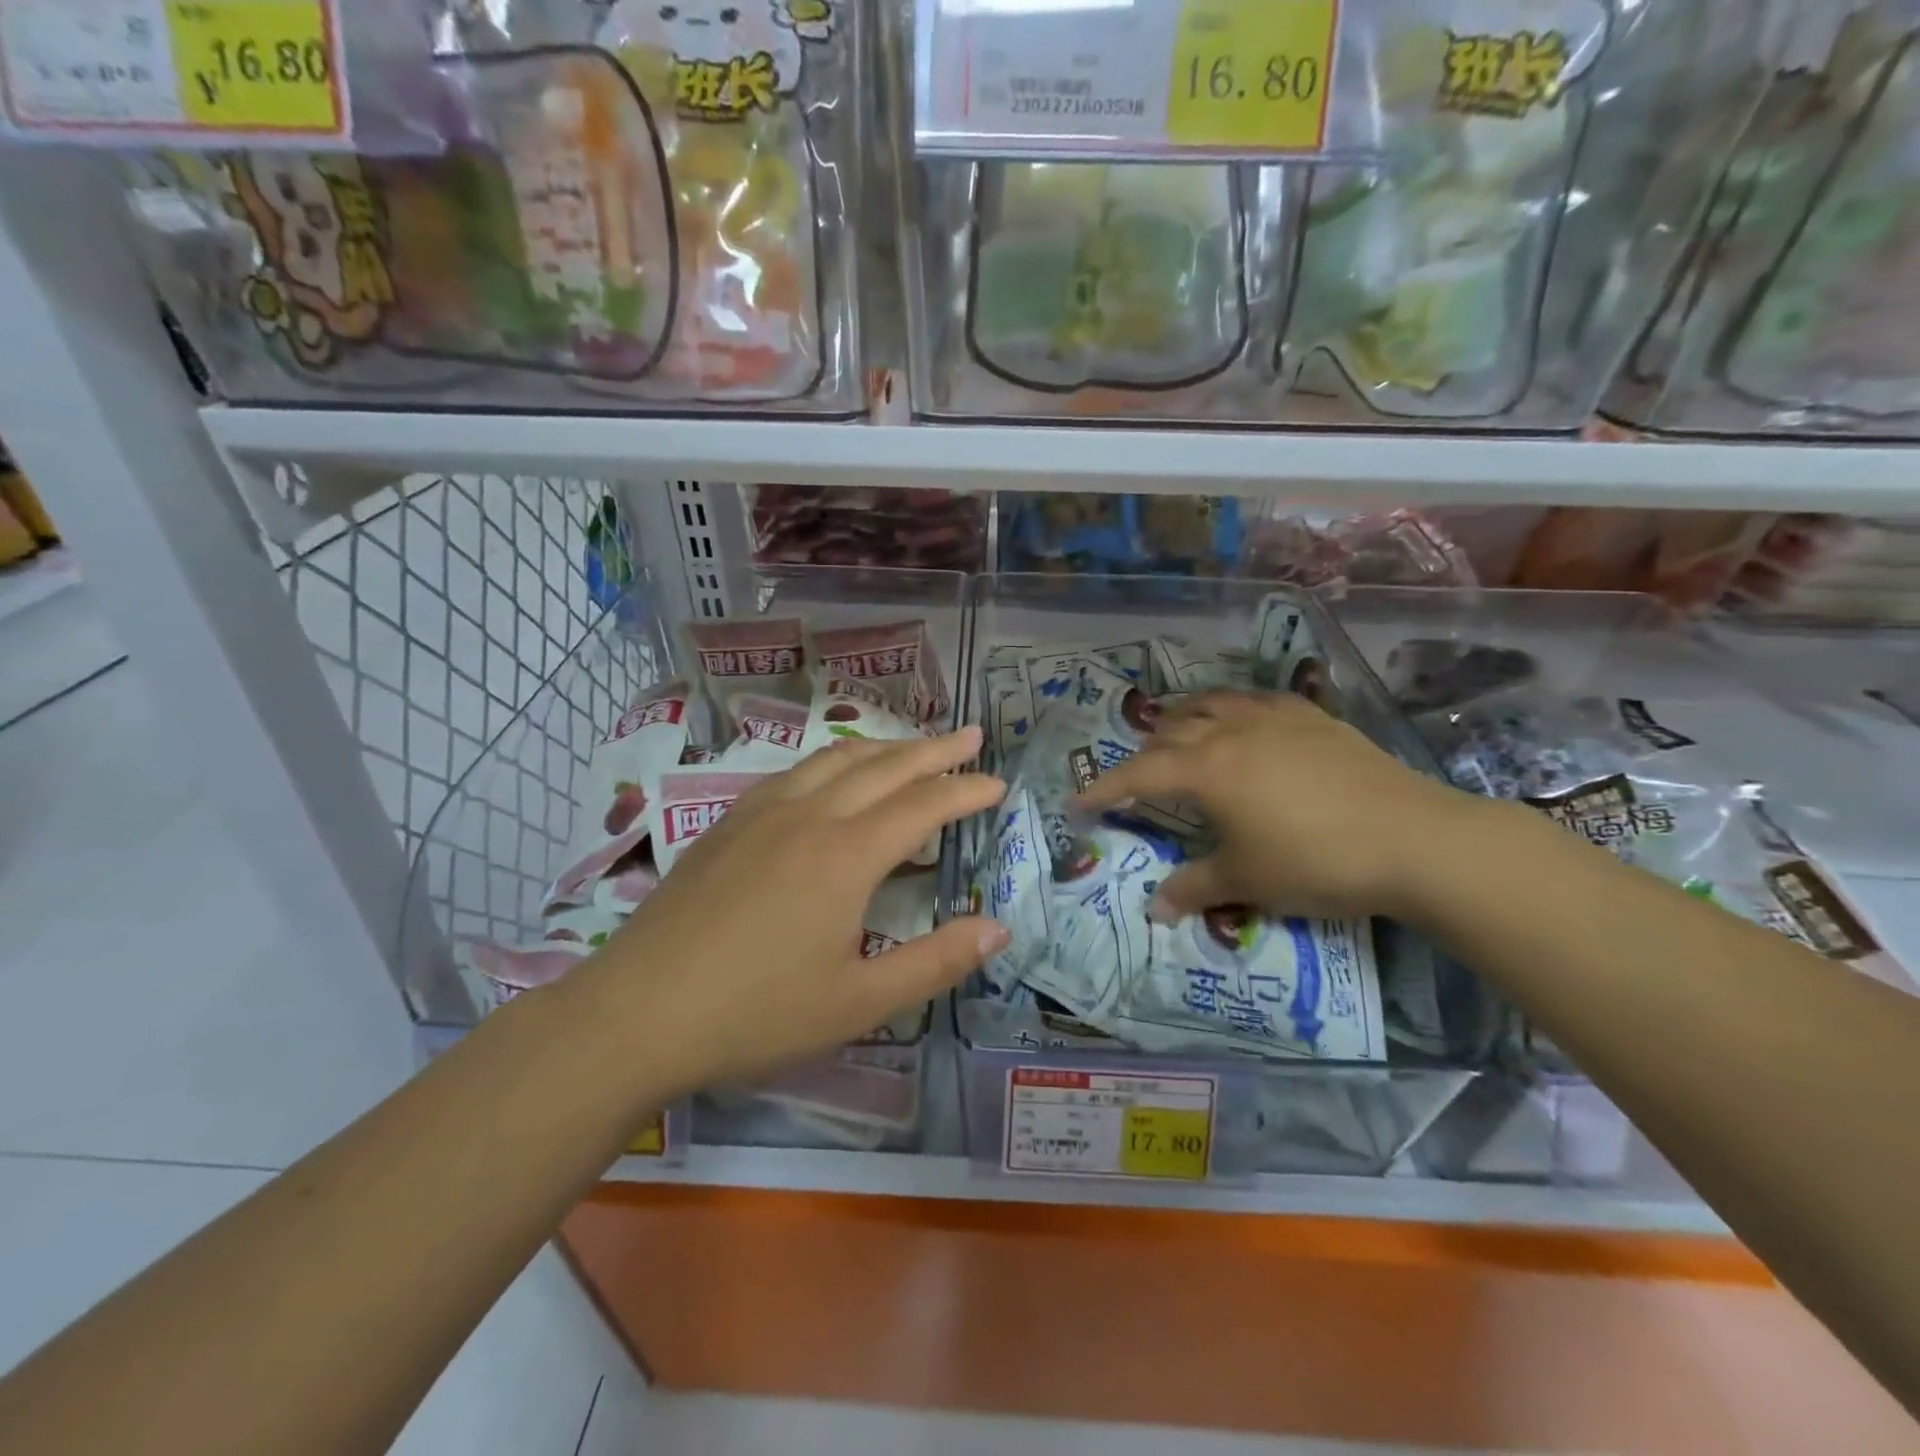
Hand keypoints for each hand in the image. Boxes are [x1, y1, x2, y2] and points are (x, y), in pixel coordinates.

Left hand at [576, 728, 1008, 1097]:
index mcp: (845, 855)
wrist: (637, 1012)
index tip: (998, 783)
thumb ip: (935, 963)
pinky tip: (832, 776)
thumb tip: (998, 929)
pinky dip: (833, 762)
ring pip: (835, 760)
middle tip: (970, 738)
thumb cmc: (756, 1013)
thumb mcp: (858, 1003)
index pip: (922, 806)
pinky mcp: (727, 823)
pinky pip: (794, 772)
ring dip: (883, 747)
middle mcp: (808, 816)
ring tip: (913, 746)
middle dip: (933, 751)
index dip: (965, 792)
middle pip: (883, 766)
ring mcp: (761, 813)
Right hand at [1075, 691, 1479, 922]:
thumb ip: (1194, 888)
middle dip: (1143, 755)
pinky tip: (1242, 719)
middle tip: (1134, 779)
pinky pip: (1257, 700)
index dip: (1103, 789)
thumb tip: (1154, 909)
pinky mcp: (1313, 717)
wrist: (1415, 839)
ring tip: (1174, 731)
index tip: (1077, 804)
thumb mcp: (1248, 881)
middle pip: (1170, 732)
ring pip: (1211, 703)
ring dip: (1182, 717)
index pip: (1138, 775)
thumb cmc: (1317, 862)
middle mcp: (1231, 732)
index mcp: (1207, 770)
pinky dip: (1232, 708)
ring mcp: (1274, 718)